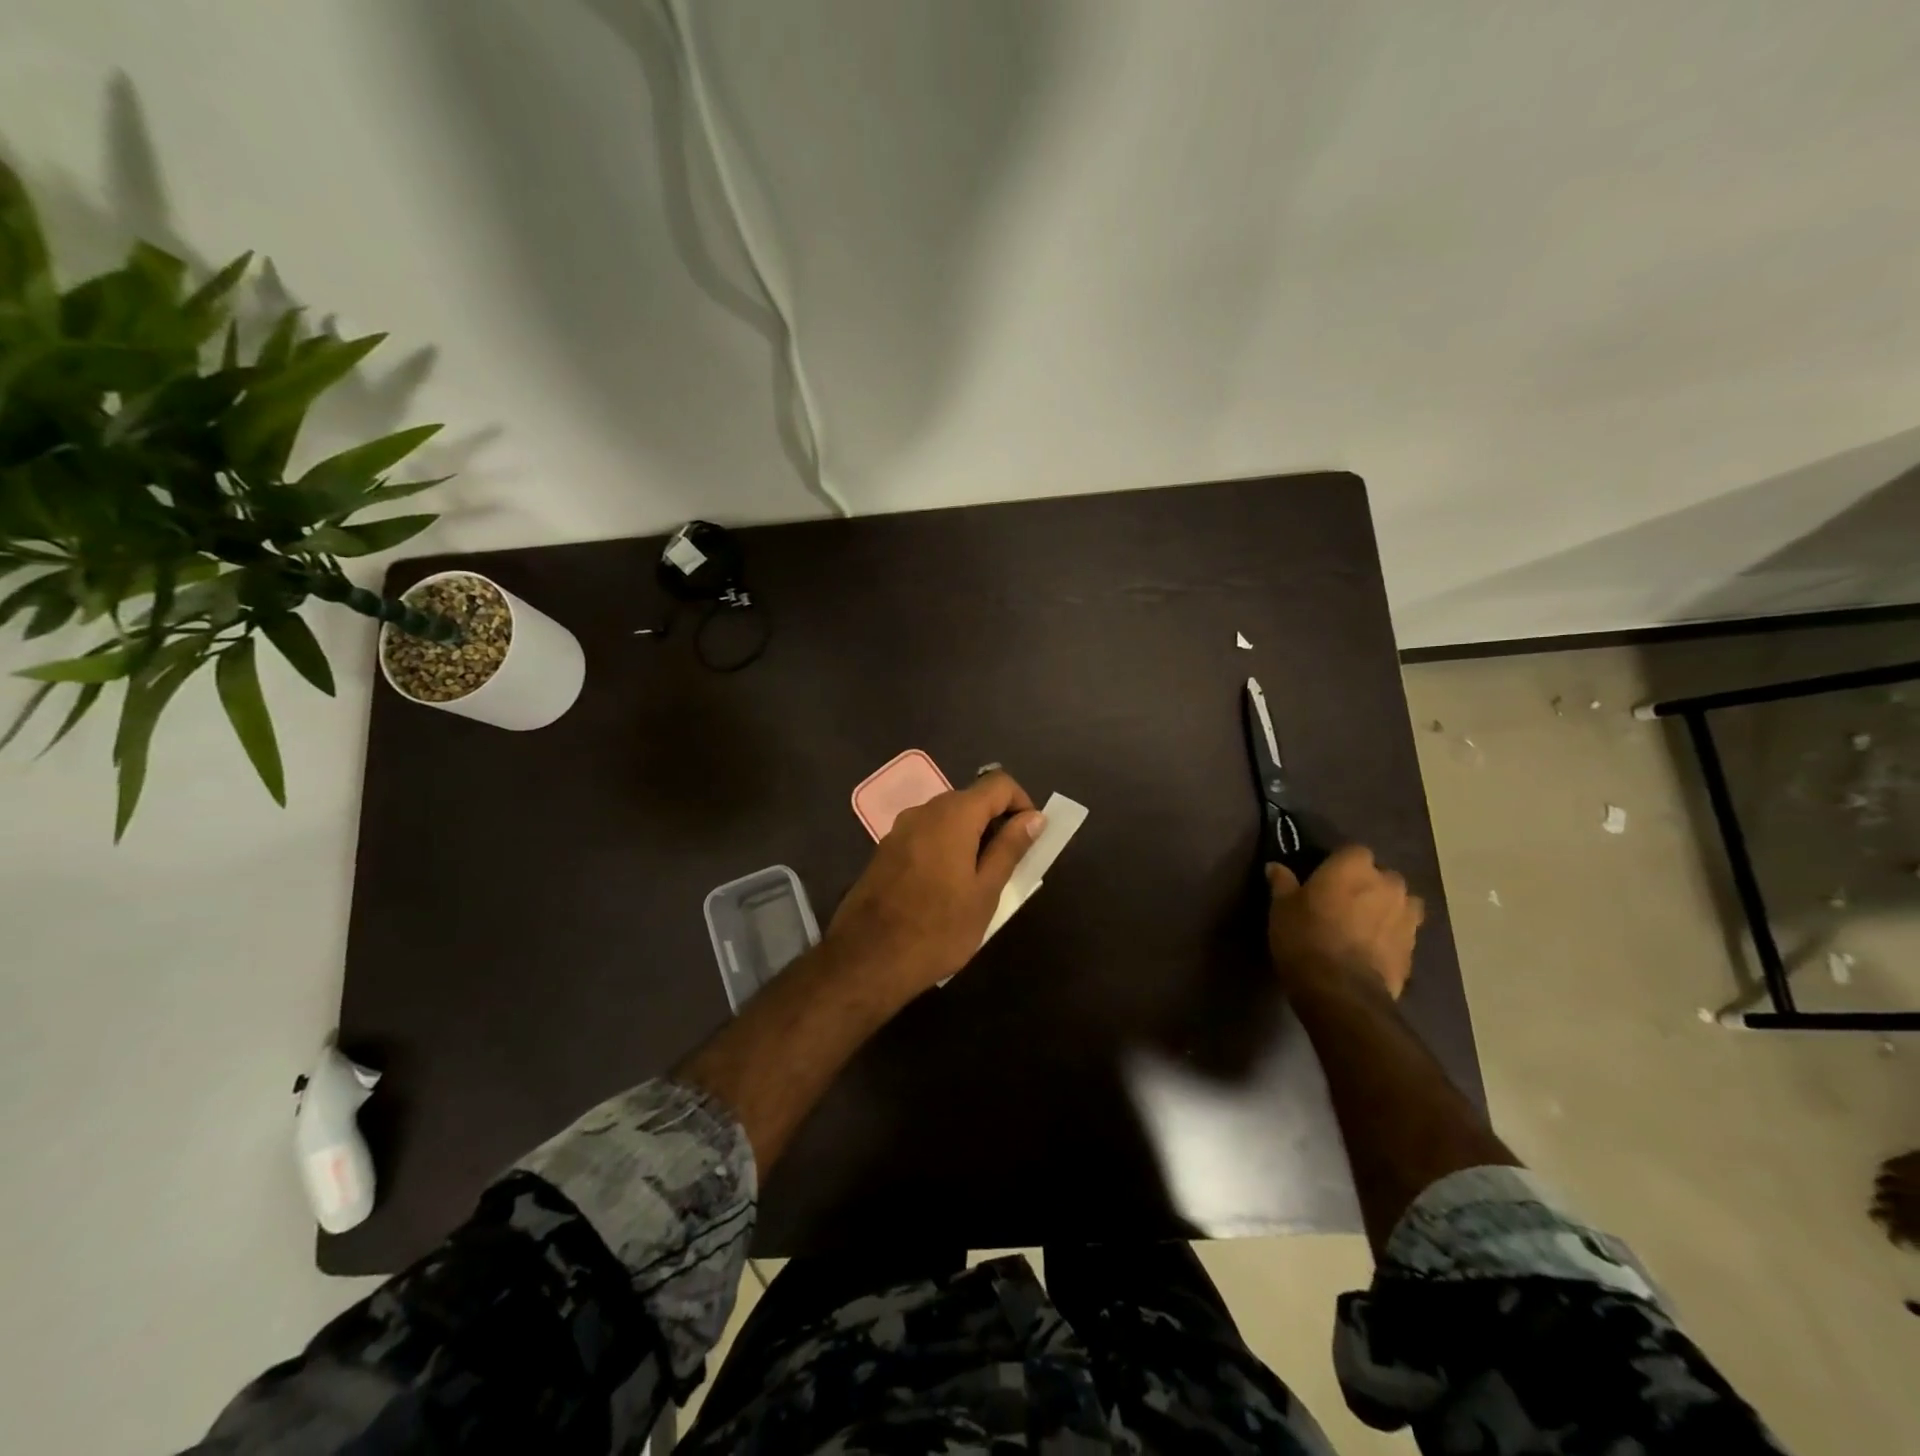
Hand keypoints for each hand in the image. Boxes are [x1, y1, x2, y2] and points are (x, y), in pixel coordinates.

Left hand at [827, 770, 1046, 997]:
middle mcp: (924, 811)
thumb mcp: (985, 892)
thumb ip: (1009, 848)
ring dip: (970, 837)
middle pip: (971, 799)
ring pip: (947, 818)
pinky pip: (926, 835)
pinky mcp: (885, 850)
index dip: (1022, 803)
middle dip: (996, 822)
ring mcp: (900, 829)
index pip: (999, 783)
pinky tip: (945, 887)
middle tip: (1009, 865)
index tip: (1030, 838)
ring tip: (979, 880)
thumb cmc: (938, 928)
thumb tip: (1034, 817)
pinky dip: (945, 847)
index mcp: (953, 815)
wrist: (867, 959)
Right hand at [1266, 845, 1423, 999]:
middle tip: (1344, 902)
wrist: (1341, 990)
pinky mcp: (1413, 947)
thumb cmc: (1305, 936)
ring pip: (1401, 903)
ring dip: (1387, 908)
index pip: (1353, 851)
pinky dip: (1391, 935)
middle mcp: (1387, 884)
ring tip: (1365, 924)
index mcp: (1354, 866)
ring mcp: (1406, 916)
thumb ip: (1283, 883)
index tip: (1325, 878)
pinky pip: (1404, 931)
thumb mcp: (1282, 907)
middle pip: (1382, 876)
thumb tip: (1275, 867)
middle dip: (1368, 885)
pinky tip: (1373, 948)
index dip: (1340, 864)